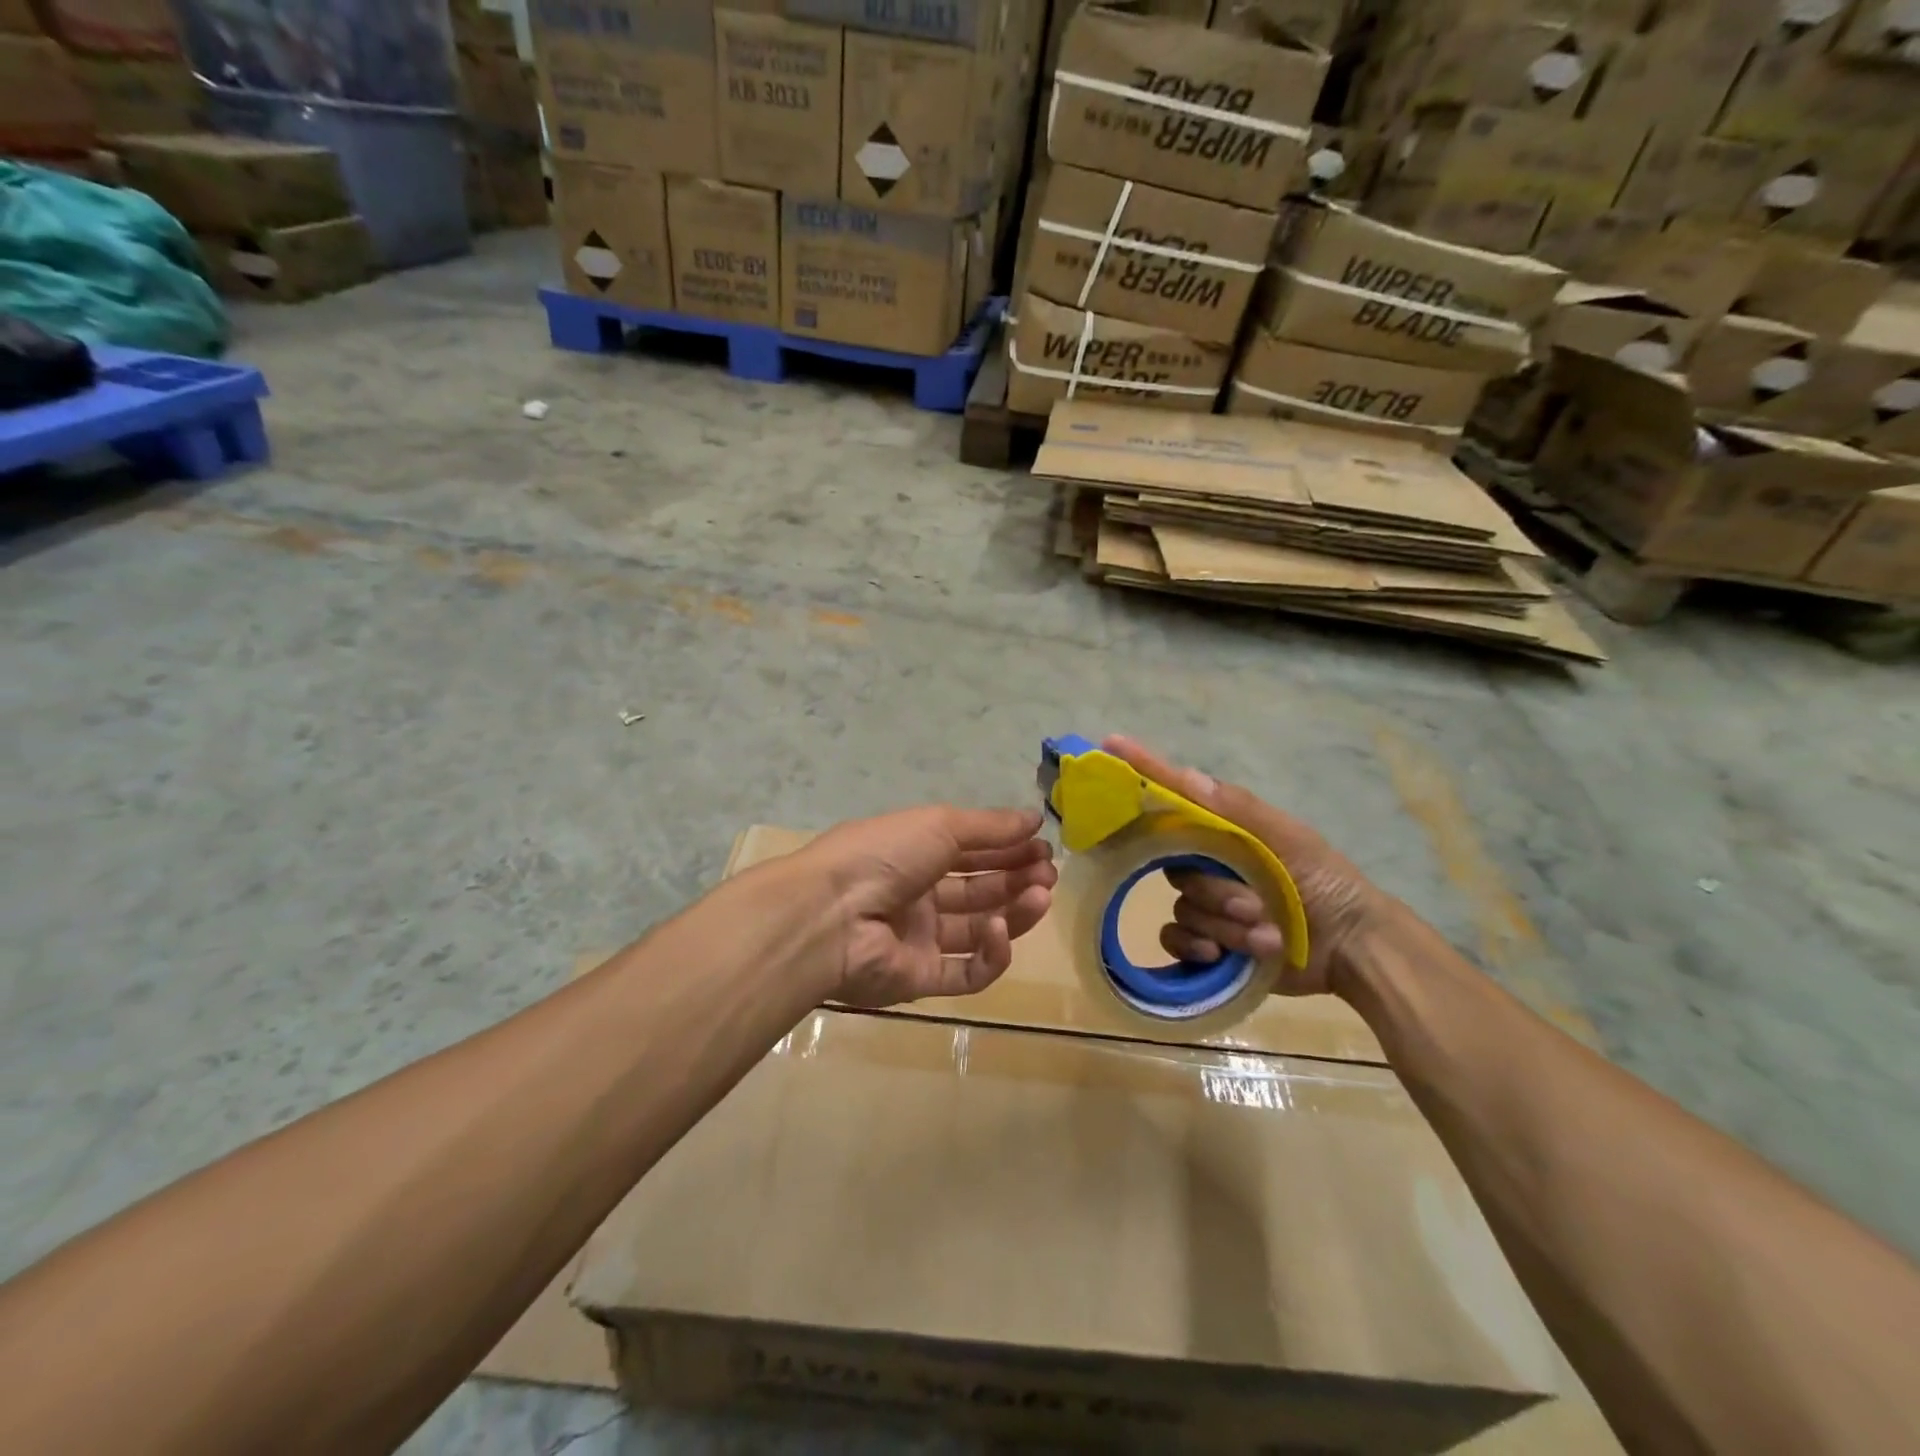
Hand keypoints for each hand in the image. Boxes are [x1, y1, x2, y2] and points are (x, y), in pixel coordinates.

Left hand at [795, 805, 1056, 1007]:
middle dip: (1017, 878)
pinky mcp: (921, 980)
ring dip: (1014, 912)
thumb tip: (1034, 817)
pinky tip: (1001, 931)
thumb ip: (990, 826)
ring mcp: (919, 940)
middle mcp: (918, 896)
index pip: (971, 852)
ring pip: (979, 930)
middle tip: (1049, 872)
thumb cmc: (885, 854)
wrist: (832, 914)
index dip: (1008, 848)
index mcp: (915, 854)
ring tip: (1041, 895)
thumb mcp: (940, 825)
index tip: (1043, 845)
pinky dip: (991, 953)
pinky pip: (966, 972)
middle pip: (979, 890)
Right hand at [1103, 735, 1386, 997]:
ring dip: (1224, 924)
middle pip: (1175, 866)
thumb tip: (1186, 775)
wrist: (1352, 949)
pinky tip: (1222, 955)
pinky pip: (1174, 938)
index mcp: (1225, 831)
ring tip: (1265, 934)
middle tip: (1254, 904)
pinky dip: (1196, 947)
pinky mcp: (1206, 940)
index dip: (1144, 770)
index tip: (1111, 743)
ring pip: (1183, 907)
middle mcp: (1208, 861)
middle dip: (1215, 891)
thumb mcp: (1291, 840)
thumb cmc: (1325, 883)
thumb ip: (1240, 811)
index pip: (1175, 796)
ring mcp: (1206, 903)